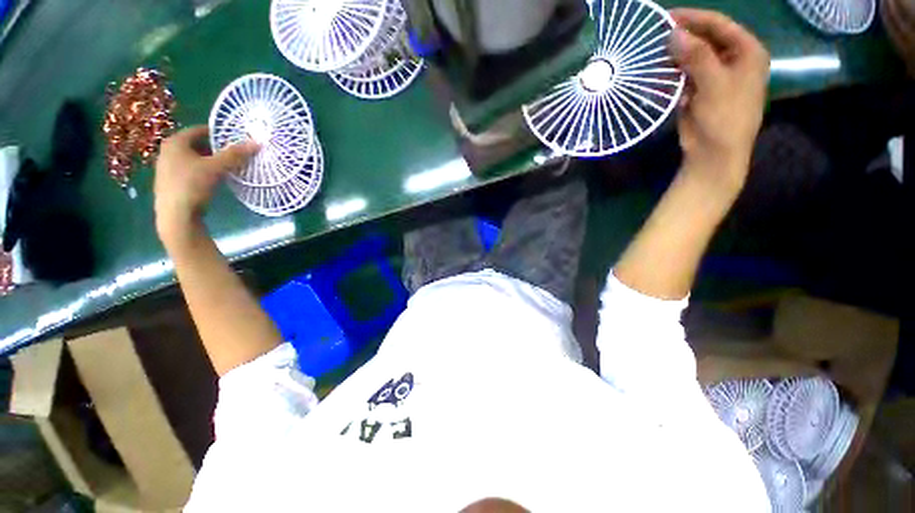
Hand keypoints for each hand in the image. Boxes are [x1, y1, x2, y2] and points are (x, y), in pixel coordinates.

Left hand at [154, 126, 257, 249]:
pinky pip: (190, 169)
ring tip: (226, 166)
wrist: (176, 214)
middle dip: (215, 148)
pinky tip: (213, 179)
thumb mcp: (216, 168)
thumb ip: (235, 155)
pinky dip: (202, 170)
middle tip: (233, 153)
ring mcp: (167, 167)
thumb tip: (256, 143)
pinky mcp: (170, 181)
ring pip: (193, 158)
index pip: (199, 130)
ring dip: (209, 160)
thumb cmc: (192, 185)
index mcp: (175, 142)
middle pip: (196, 144)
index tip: (234, 138)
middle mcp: (167, 151)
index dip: (217, 133)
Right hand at [669, 9, 769, 194]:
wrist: (715, 154)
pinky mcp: (701, 92)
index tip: (667, 17)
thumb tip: (673, 33)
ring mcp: (716, 76)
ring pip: (693, 58)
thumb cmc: (724, 117)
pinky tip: (657, 76)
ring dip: (674, 57)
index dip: (694, 18)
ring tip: (652, 55)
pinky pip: (685, 76)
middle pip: (705, 40)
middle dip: (682, 38)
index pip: (719, 25)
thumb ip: (695, 55)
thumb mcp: (713, 83)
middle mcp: (734, 60)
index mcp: (747, 52)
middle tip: (656, 38)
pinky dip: (672, 75)